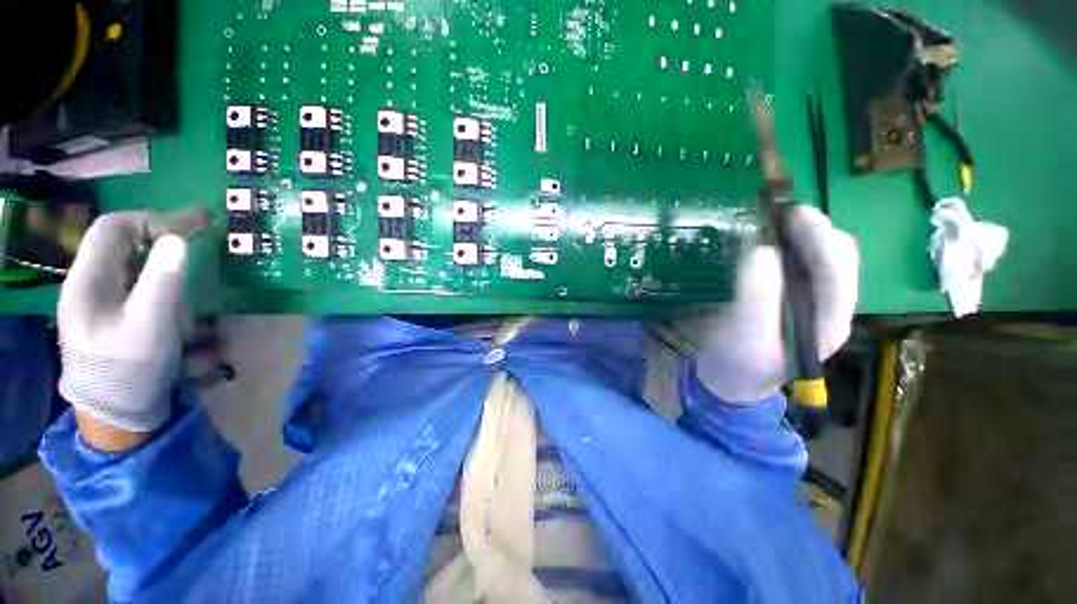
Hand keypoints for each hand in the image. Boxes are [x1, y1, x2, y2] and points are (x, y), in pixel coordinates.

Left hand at [58, 211, 203, 449]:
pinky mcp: (113, 313)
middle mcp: (88, 283)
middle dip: (162, 236)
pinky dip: (162, 278)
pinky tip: (180, 292)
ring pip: (131, 261)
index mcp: (87, 281)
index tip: (193, 226)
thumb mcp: (150, 325)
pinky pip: (137, 282)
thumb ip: (162, 280)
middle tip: (202, 237)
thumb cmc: (130, 369)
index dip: (153, 220)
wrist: (117, 413)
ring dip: (164, 259)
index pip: (113, 229)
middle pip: (122, 242)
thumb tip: (178, 240)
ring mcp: (99, 299)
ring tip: (196, 267)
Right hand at [693, 206, 858, 403]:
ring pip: (819, 255)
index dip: (820, 240)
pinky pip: (796, 261)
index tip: (792, 216)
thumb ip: (757, 299)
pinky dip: (784, 245)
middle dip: (814, 231)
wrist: (729, 378)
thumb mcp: (744, 338)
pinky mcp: (789, 294)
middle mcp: (827, 306)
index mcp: (827, 322)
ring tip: (770, 222)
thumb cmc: (737, 363)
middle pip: (837, 257)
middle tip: (777, 215)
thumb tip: (762, 251)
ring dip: (800, 234)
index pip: (839, 272)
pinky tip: (762, 241)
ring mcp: (809, 298)